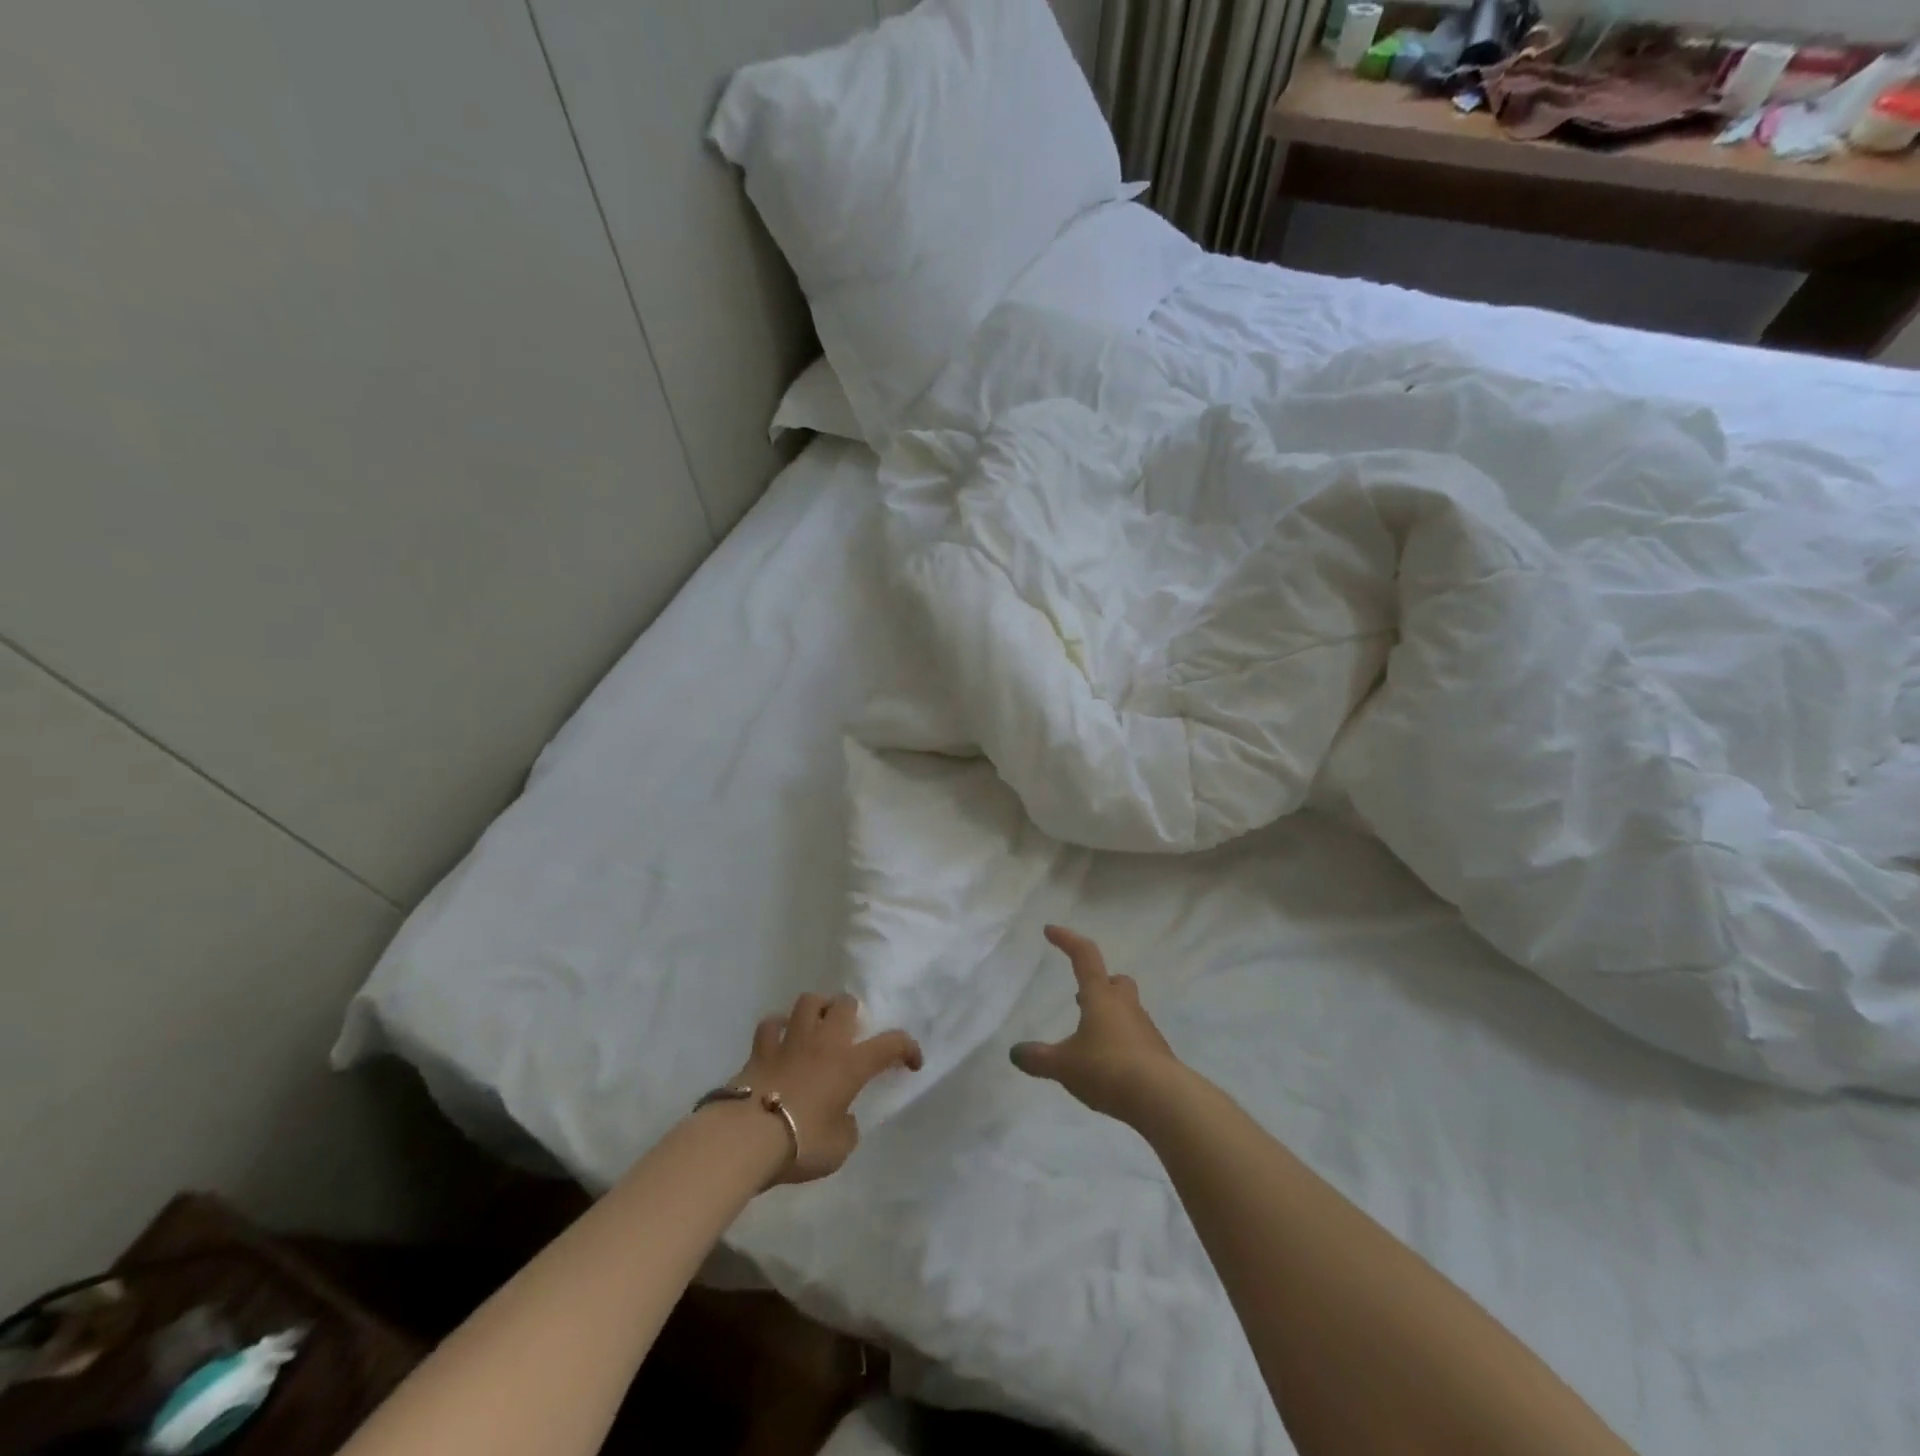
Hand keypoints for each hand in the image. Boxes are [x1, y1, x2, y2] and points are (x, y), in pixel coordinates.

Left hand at [730, 993, 922, 1184]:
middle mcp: (824, 1042)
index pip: (891, 1044)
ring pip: (808, 1002)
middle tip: (850, 1032)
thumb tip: (842, 1117)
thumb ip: (846, 1127)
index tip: (912, 1063)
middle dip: (852, 1013)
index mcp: (851, 1064)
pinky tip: (779, 1038)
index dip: (907, 1048)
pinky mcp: (760, 1048)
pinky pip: (771, 1024)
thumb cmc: (802, 1143)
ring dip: (817, 1008)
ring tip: (817, 1023)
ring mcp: (790, 1040)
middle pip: (844, 1004)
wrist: (748, 1136)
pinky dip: (777, 1028)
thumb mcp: (839, 1147)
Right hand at [1010, 926, 1182, 1125]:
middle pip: (1116, 981)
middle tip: (1082, 998)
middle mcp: (1125, 1006)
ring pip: (1127, 1010)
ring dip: (1110, 1016)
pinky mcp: (1157, 1054)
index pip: (1084, 956)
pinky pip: (1136, 1038)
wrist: (1162, 1098)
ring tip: (1091, 1039)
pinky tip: (1110, 1066)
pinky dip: (1121, 1044)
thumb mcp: (1064, 1066)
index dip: (1067, 940)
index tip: (1050, 931)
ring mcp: (1145, 1029)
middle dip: (1100, 984)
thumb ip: (1038, 1058)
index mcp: (1100, 996)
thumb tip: (1015, 1053)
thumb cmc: (1107, 1068)